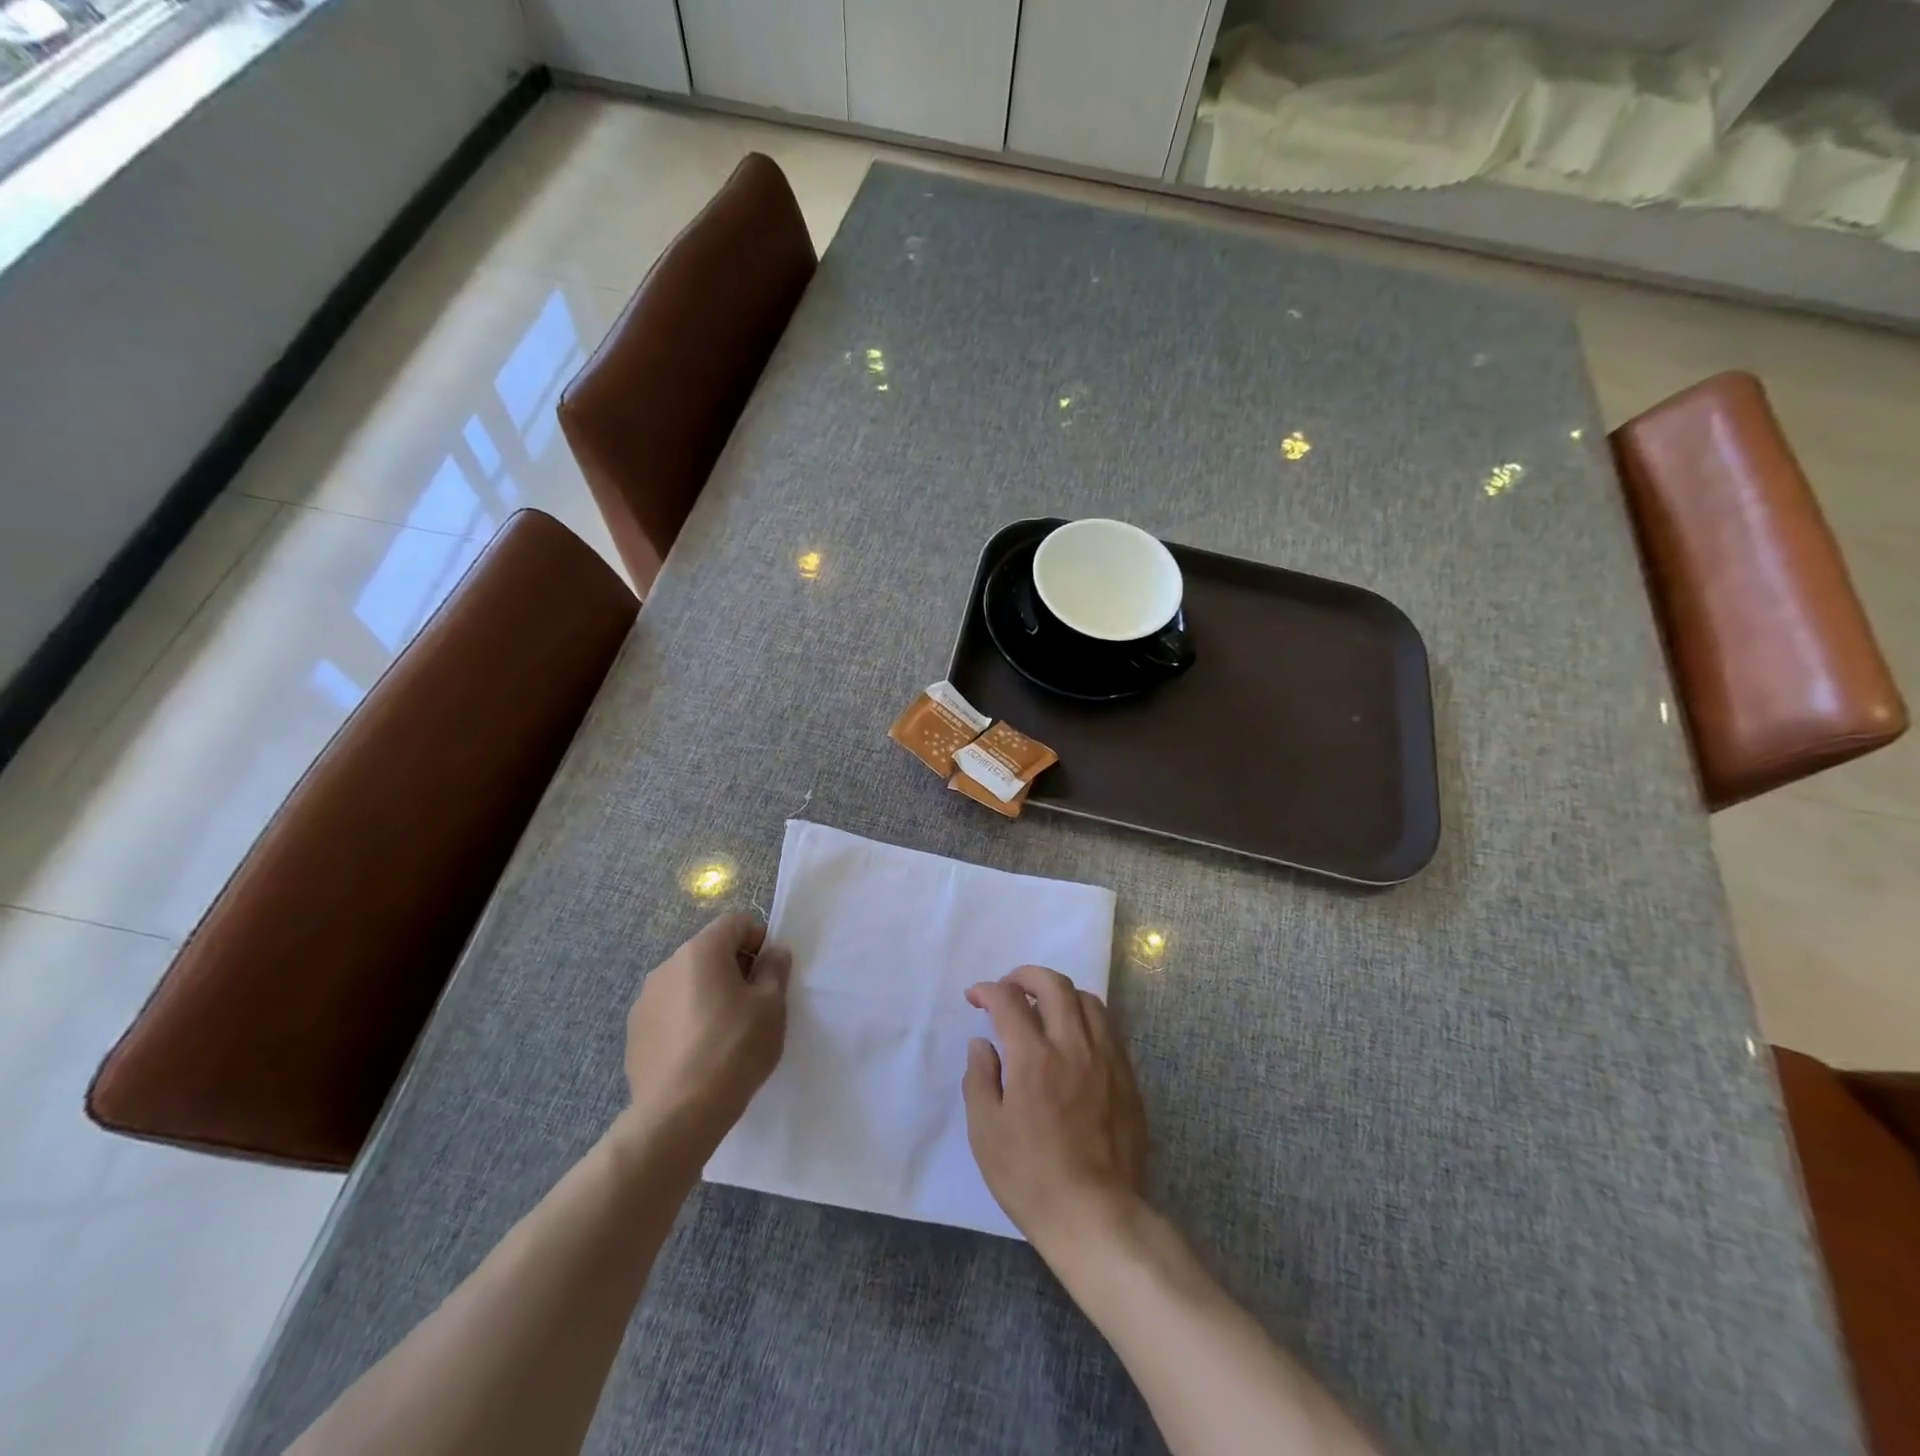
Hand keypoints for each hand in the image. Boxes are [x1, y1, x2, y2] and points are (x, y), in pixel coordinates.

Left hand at [620, 913, 790, 1151]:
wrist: (678, 1115)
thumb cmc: (734, 1049)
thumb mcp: (772, 1006)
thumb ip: (775, 970)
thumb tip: (772, 953)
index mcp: (701, 951)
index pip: (735, 923)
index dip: (759, 941)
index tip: (770, 974)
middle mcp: (667, 966)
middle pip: (709, 952)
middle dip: (734, 969)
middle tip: (753, 1005)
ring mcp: (645, 1001)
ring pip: (688, 983)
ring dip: (708, 995)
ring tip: (725, 1034)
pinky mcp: (635, 1033)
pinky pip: (670, 1012)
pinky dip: (687, 1021)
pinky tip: (699, 1054)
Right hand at [962, 966, 1147, 1258]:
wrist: (1096, 1216)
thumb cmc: (1031, 1177)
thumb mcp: (986, 1133)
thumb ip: (979, 1078)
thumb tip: (982, 1044)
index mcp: (1034, 1058)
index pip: (1009, 1001)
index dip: (988, 990)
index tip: (976, 997)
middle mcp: (1073, 1046)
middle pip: (1054, 985)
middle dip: (1025, 975)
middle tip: (1009, 987)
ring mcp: (1106, 1059)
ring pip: (1087, 1000)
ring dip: (1060, 993)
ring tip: (1043, 1008)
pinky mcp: (1127, 1077)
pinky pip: (1108, 1028)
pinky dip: (1085, 1018)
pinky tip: (1074, 1037)